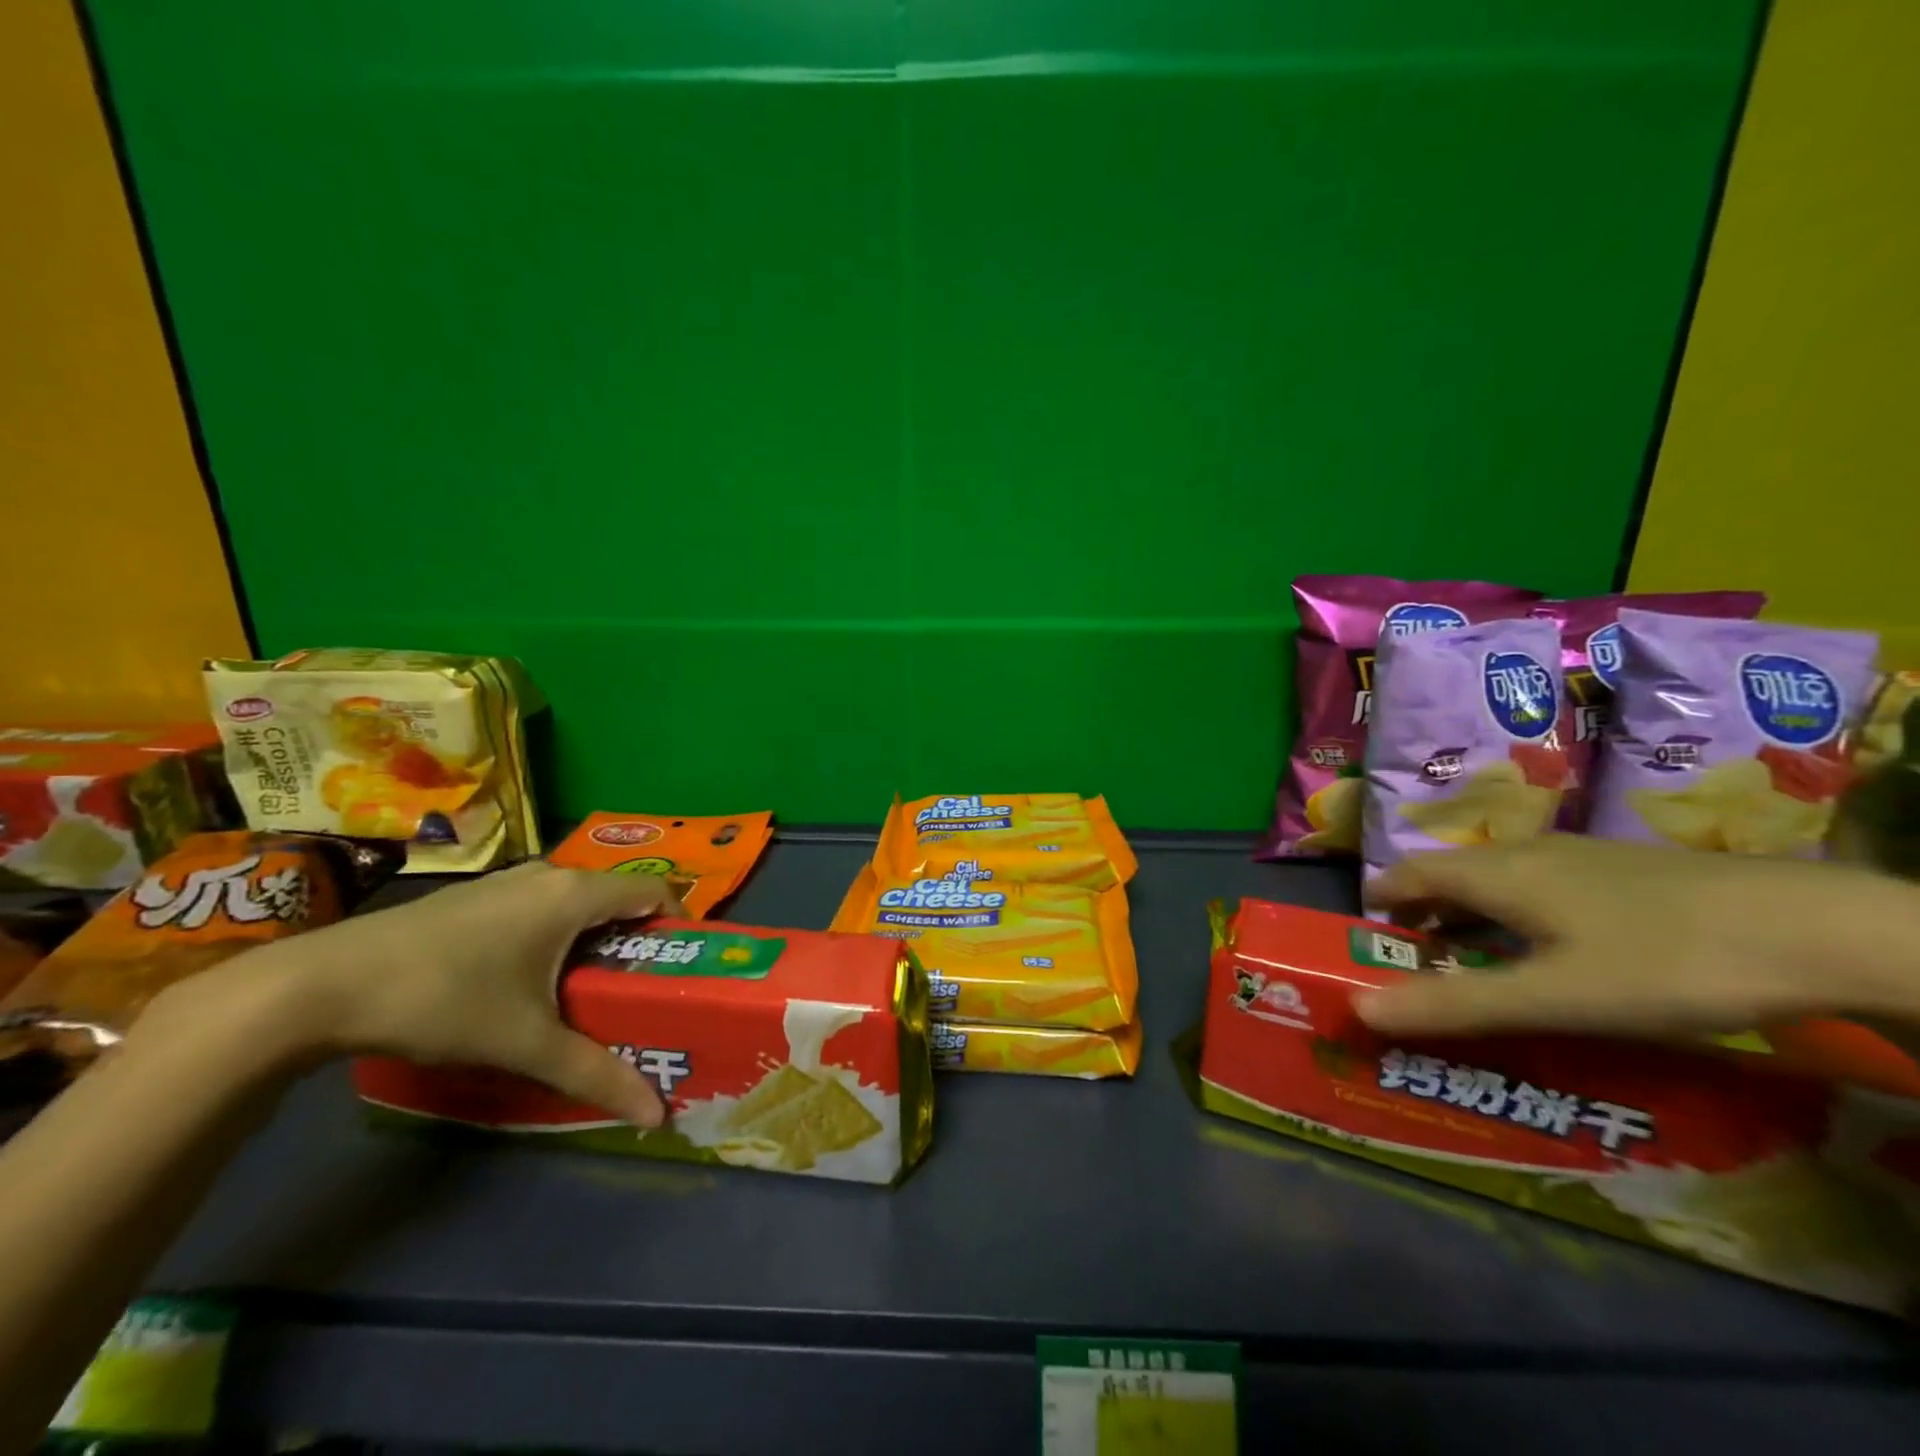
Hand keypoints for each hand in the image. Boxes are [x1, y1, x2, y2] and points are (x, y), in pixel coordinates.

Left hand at [140, 862, 682, 1126]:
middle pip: (616, 898)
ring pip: (575, 903)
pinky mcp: (474, 897)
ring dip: (593, 939)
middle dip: (635, 940)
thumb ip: (594, 1074)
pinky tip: (527, 981)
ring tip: (589, 991)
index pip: (655, 891)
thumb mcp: (524, 1043)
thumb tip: (657, 1112)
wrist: (320, 985)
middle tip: (639, 990)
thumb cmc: (443, 998)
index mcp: (574, 895)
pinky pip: (540, 906)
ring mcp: (506, 882)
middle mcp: (548, 875)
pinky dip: (556, 935)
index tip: (681, 965)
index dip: (679, 923)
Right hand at [1354, 836, 1919, 1038]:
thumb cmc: (1663, 962)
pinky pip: (1544, 884)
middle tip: (1419, 956)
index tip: (1369, 931)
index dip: (1382, 897)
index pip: (1412, 872)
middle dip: (1424, 910)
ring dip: (1471, 912)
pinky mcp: (1629, 871)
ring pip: (1501, 878)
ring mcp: (1583, 857)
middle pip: (1453, 873)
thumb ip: (1455, 1003)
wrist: (1820, 930)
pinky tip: (1558, 948)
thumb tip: (1358, 1007)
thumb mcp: (1553, 997)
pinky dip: (1519, 912)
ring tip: (1478, 956)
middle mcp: (1529, 852)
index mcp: (1498, 873)